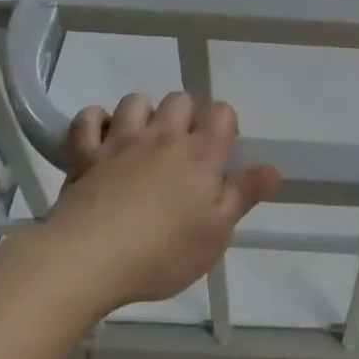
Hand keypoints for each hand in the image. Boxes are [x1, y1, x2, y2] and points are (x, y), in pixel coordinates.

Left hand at [45, 92, 280, 312]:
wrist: (89, 259)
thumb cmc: (163, 251)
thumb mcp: (216, 233)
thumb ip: (244, 195)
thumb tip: (273, 168)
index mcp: (201, 153)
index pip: (222, 112)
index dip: (225, 124)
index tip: (222, 151)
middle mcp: (163, 136)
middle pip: (180, 99)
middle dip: (185, 116)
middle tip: (183, 152)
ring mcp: (121, 141)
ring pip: (136, 101)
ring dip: (142, 114)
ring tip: (142, 144)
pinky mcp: (84, 154)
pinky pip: (88, 119)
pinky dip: (94, 123)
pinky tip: (100, 139)